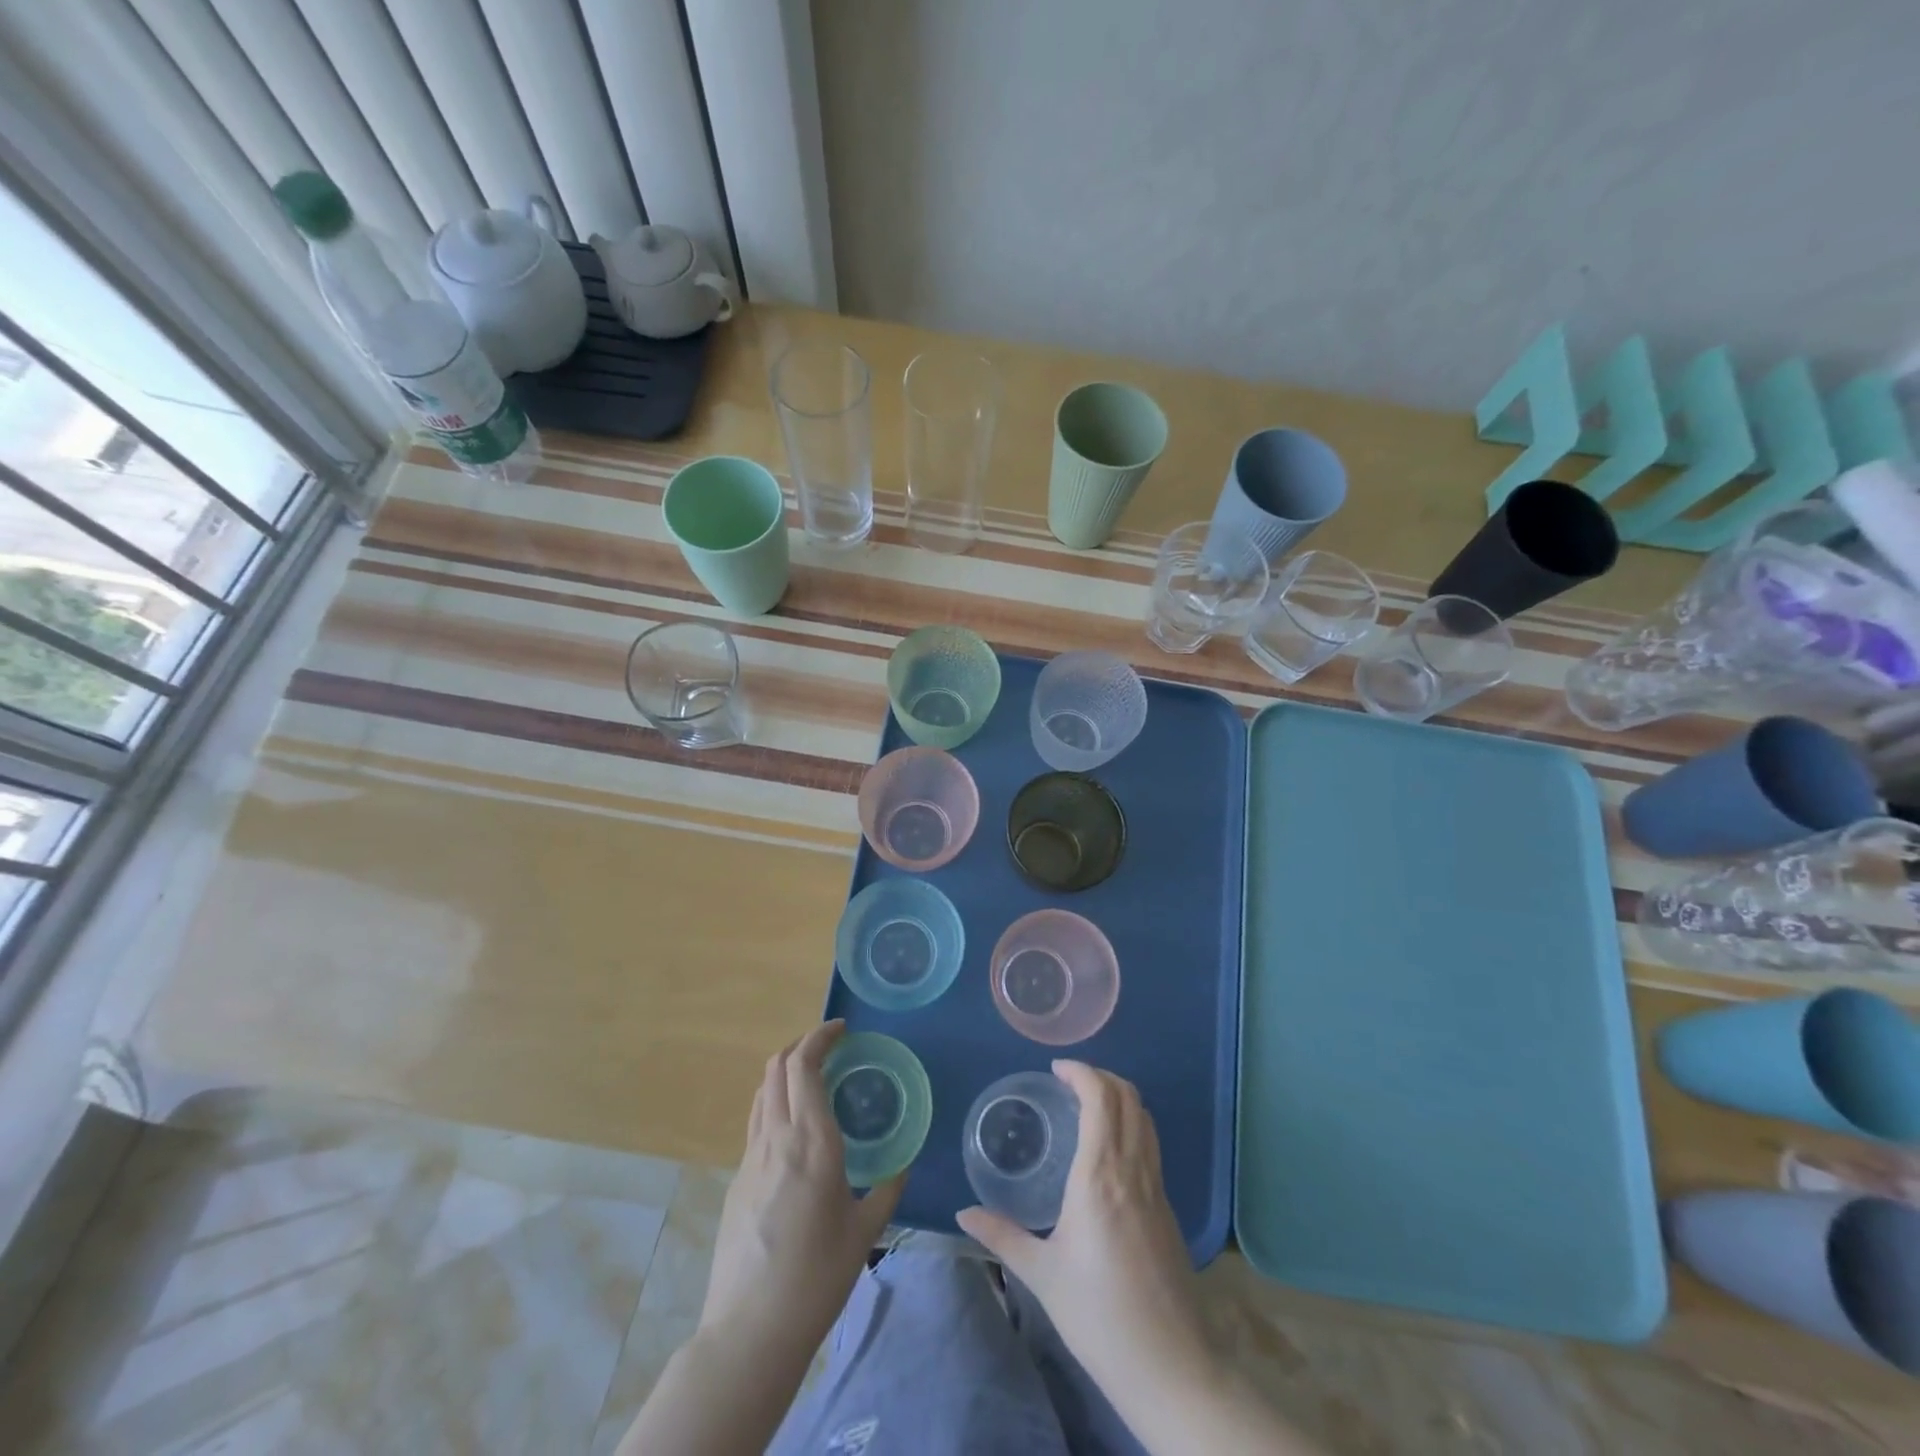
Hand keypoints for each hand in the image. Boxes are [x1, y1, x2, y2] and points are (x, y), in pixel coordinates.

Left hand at [698, 1021, 903, 1363]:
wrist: (751, 1330)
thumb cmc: (817, 1278)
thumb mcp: (865, 1232)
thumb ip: (886, 1190)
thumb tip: (902, 1165)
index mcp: (811, 1142)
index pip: (804, 1066)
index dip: (820, 1037)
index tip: (842, 1029)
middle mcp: (776, 1138)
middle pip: (776, 1067)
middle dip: (801, 1044)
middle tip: (830, 1046)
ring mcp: (750, 1158)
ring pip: (762, 1091)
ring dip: (785, 1071)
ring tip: (812, 1078)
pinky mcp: (736, 1180)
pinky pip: (756, 1122)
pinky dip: (775, 1103)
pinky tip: (794, 1129)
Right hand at [956, 1061, 1213, 1393]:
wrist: (1171, 1367)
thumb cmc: (1098, 1317)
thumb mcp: (1042, 1275)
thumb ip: (1002, 1236)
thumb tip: (964, 1213)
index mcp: (1100, 1175)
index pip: (1101, 1098)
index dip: (1081, 1072)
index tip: (1056, 1071)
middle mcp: (1132, 1169)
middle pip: (1128, 1097)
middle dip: (1100, 1076)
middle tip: (1068, 1082)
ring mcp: (1156, 1187)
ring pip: (1144, 1118)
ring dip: (1118, 1097)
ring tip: (1087, 1106)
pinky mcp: (1168, 1207)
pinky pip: (1150, 1144)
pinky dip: (1130, 1124)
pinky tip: (1107, 1150)